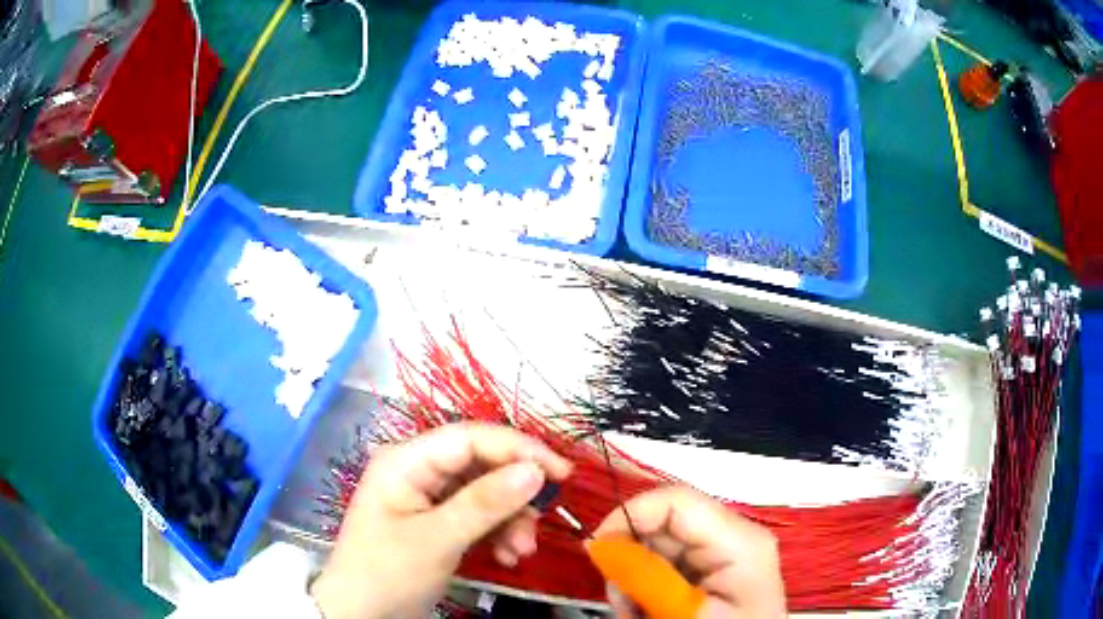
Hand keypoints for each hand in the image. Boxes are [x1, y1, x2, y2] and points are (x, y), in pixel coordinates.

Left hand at [310, 423, 571, 618]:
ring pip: (485, 493)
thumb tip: (535, 471)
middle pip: (481, 465)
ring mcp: (428, 498)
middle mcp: (418, 471)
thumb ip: (485, 504)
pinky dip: (498, 534)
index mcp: (406, 461)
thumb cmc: (387, 573)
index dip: (518, 448)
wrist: (361, 615)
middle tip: (540, 521)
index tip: (560, 473)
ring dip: (510, 519)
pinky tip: (507, 556)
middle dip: (514, 494)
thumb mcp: (436, 540)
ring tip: (521, 551)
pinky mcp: (437, 522)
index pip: (469, 438)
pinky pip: (478, 517)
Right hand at [594, 486, 785, 618]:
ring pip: (657, 546)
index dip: (629, 515)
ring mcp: (723, 553)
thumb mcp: (683, 610)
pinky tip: (648, 611)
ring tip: (635, 612)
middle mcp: (732, 536)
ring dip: (634, 579)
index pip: (675, 501)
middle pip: (662, 523)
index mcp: (739, 539)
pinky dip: (645, 587)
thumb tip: (600, 542)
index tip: (597, 550)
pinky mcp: (712, 570)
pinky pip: (665, 566)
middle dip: (629, 558)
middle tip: (621, 600)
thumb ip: (645, 576)